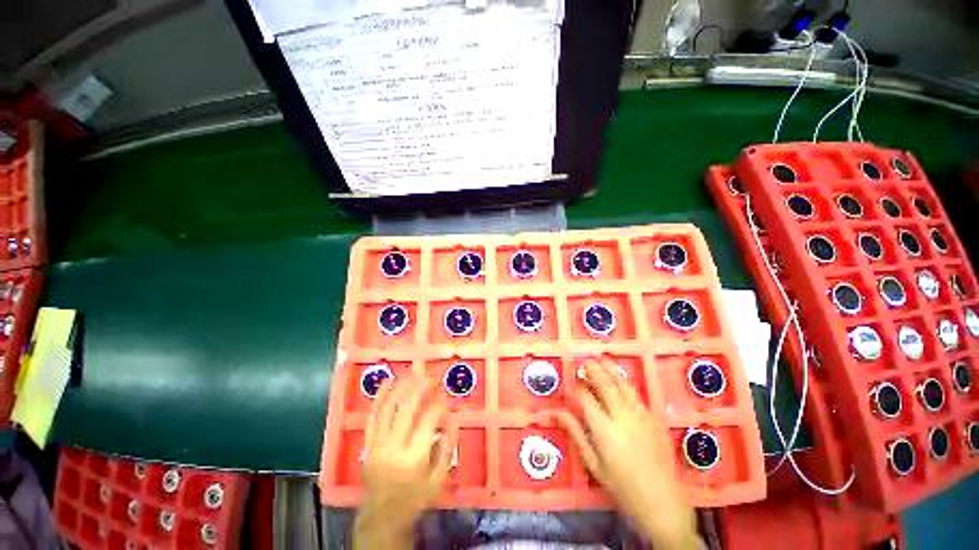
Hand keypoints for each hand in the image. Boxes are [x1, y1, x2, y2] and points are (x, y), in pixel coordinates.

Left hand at [354, 375, 455, 548]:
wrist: (381, 516)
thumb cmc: (414, 498)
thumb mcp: (438, 481)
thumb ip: (447, 451)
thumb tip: (453, 422)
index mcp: (414, 456)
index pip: (429, 420)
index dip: (440, 405)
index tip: (446, 397)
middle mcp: (394, 446)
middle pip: (407, 408)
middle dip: (419, 388)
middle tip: (429, 376)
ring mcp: (378, 443)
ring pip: (389, 408)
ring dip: (401, 387)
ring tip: (411, 374)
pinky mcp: (369, 444)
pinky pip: (372, 417)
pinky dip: (379, 399)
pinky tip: (385, 383)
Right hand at [558, 358, 701, 549]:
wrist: (662, 502)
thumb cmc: (623, 487)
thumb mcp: (594, 465)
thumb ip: (576, 434)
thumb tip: (558, 413)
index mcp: (605, 431)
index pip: (586, 399)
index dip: (576, 387)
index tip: (570, 382)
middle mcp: (622, 417)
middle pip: (605, 385)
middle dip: (593, 369)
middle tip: (583, 361)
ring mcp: (639, 416)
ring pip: (622, 385)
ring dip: (610, 370)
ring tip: (600, 359)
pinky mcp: (652, 418)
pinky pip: (635, 394)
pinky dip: (624, 382)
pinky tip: (619, 379)